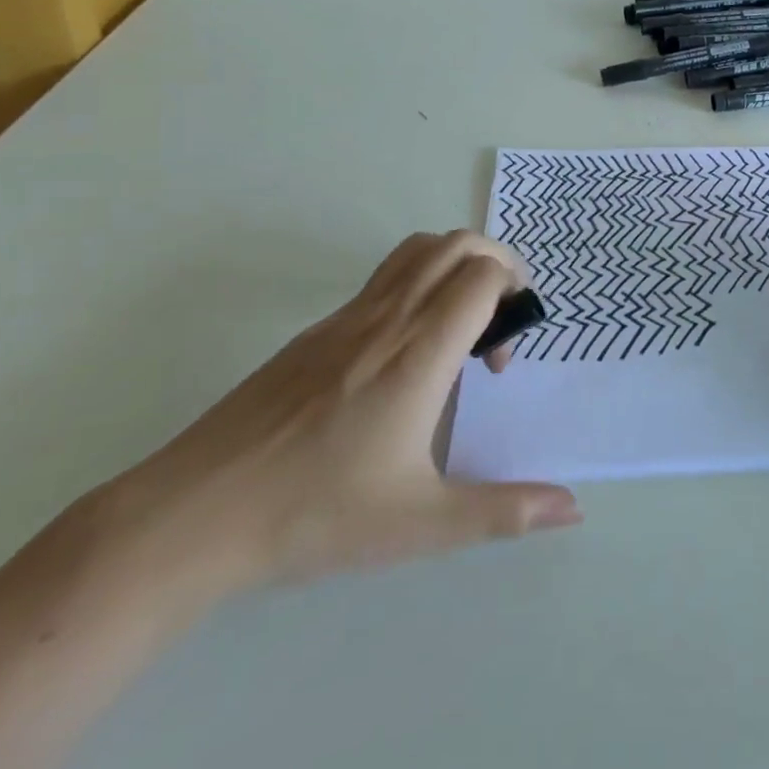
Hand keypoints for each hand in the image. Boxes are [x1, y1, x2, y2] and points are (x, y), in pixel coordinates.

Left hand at [93, 231, 580, 602]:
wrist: (195, 515)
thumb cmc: (317, 514)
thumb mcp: (422, 524)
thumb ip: (504, 511)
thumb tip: (574, 508)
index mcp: (419, 352)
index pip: (483, 274)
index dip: (514, 295)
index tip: (502, 359)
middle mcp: (387, 318)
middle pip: (458, 244)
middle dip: (497, 263)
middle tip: (501, 320)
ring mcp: (346, 318)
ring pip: (417, 249)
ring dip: (456, 264)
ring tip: (461, 323)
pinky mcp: (316, 332)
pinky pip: (384, 279)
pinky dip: (418, 284)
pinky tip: (404, 354)